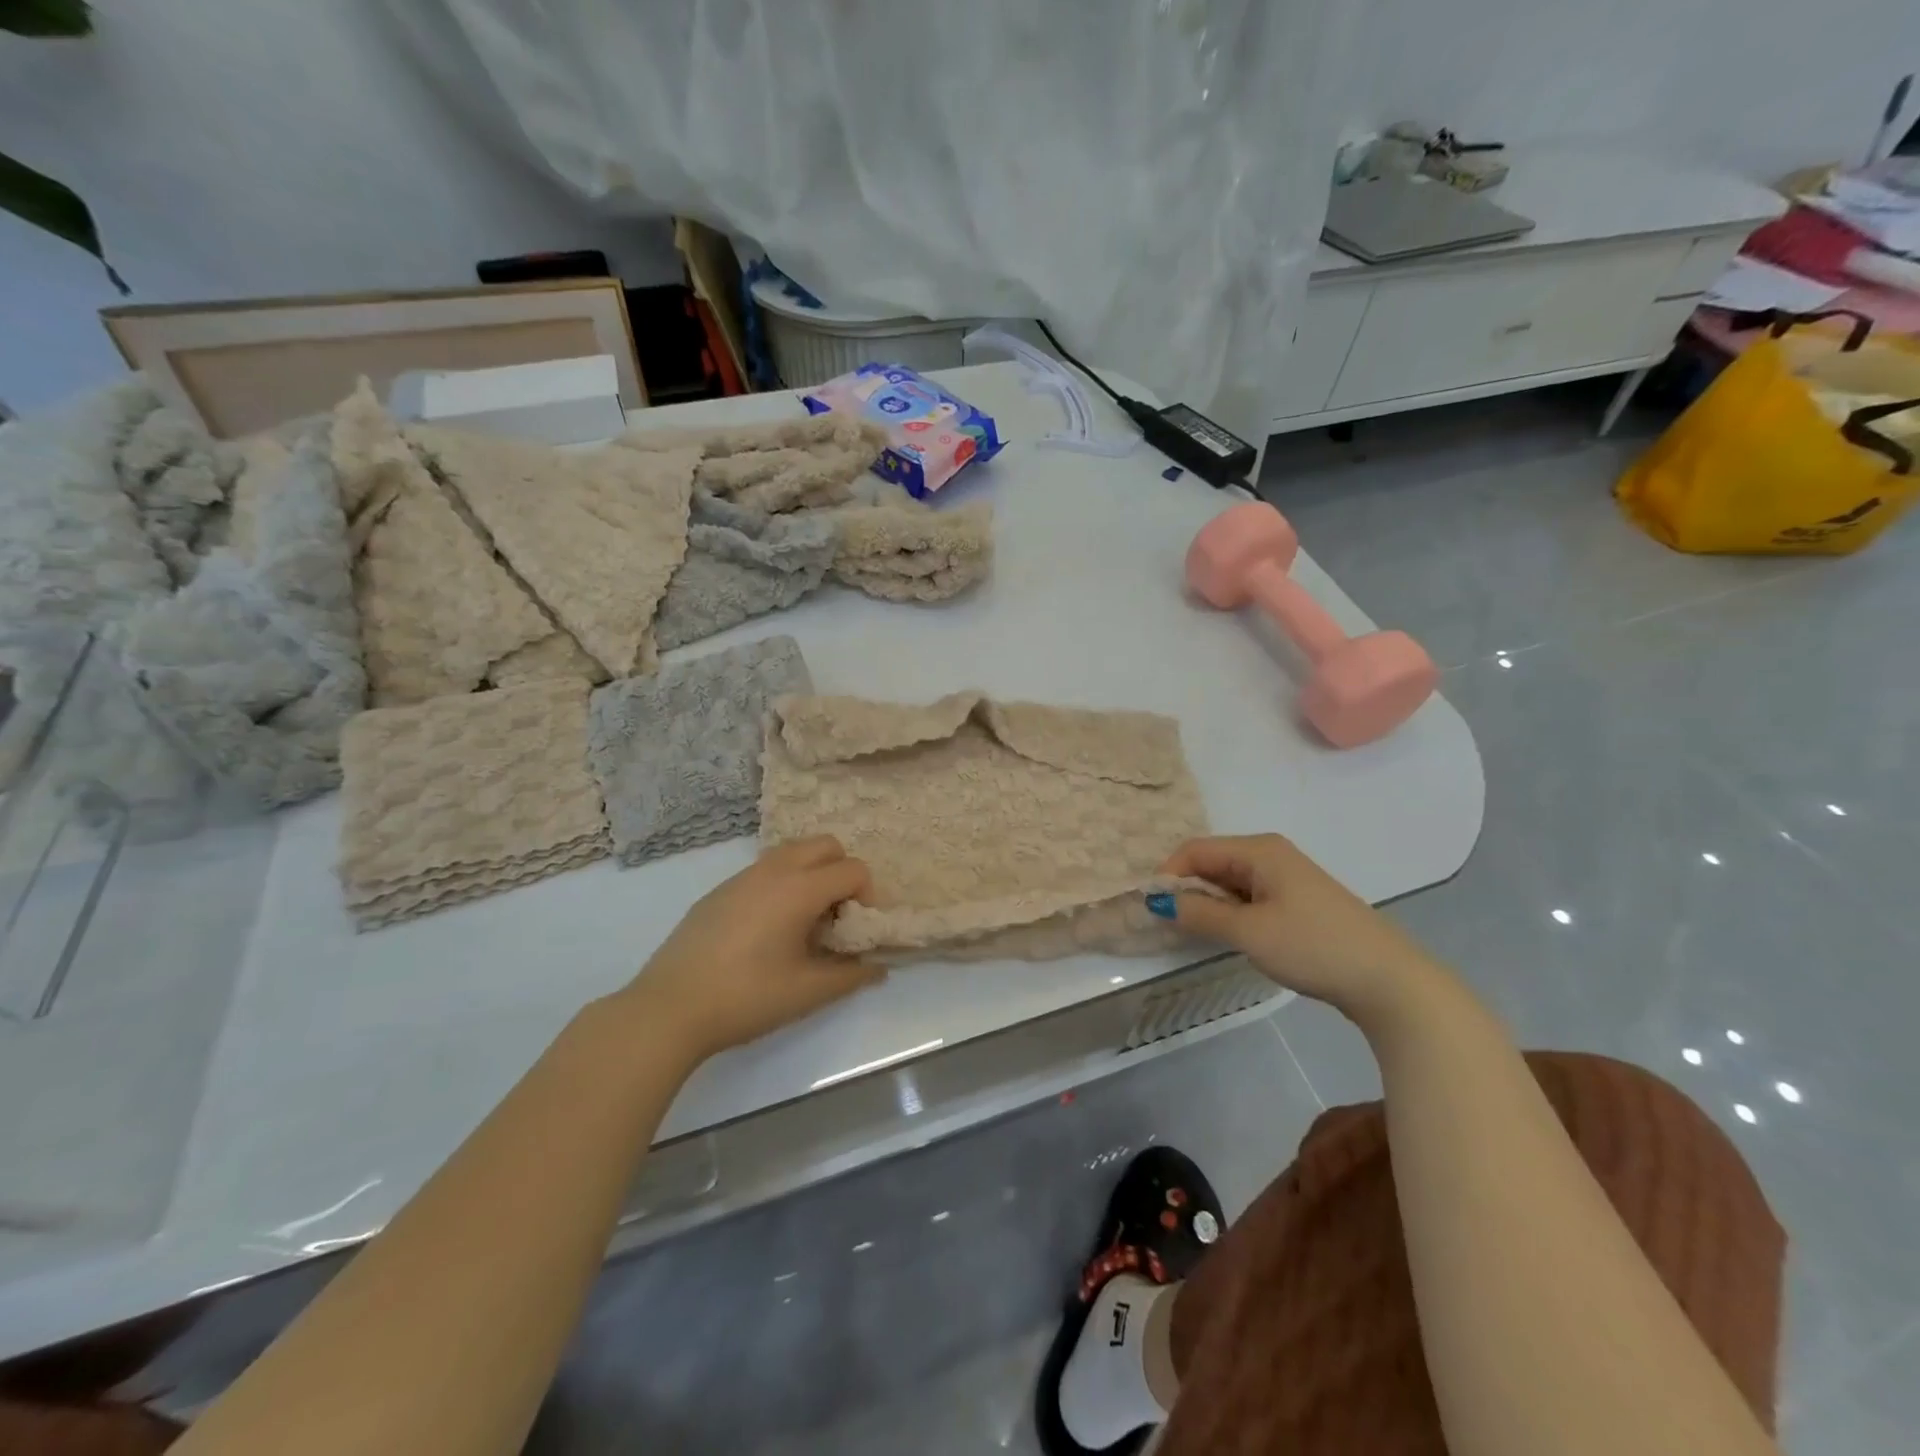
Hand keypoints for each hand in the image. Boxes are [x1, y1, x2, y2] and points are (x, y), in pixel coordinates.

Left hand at [622, 837, 883, 1061]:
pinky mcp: (719, 890)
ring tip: (804, 921)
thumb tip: (878, 968)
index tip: (856, 930)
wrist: (669, 1008)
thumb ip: (851, 975)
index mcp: (800, 888)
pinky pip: (765, 870)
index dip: (867, 896)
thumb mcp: (808, 992)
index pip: (853, 869)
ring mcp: (742, 876)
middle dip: (842, 872)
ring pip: (793, 852)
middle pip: (825, 845)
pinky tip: (767, 930)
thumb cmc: (746, 997)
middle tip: (836, 916)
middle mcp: (774, 870)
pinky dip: (782, 883)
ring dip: (812, 874)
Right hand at [1158, 834, 1443, 1021]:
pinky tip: (1231, 936)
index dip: (1168, 875)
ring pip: (1230, 882)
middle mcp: (1271, 855)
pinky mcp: (1298, 902)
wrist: (1388, 980)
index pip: (1195, 850)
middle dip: (1187, 890)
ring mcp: (1287, 878)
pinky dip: (1232, 912)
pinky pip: (1250, 897)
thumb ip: (1200, 914)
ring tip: (1196, 933)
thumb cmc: (1312, 946)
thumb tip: (1158, 901)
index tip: (1151, 909)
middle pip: (1212, 863)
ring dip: (1209, 904)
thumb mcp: (1248, 932)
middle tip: (1170, 925)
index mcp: (1259, 850)